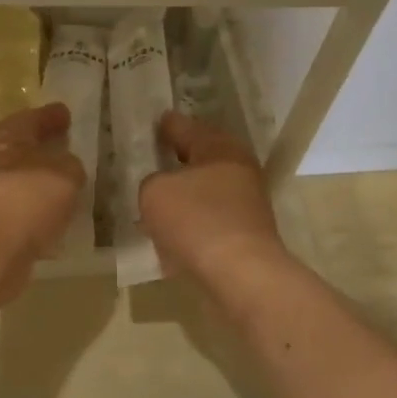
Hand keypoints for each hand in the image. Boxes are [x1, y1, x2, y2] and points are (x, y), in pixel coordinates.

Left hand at [0, 103, 84, 300]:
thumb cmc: (28, 198)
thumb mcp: (64, 174)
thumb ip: (69, 166)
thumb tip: (66, 166)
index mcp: (8, 138)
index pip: (30, 119)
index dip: (48, 116)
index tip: (64, 114)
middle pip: (17, 149)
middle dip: (38, 148)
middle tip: (61, 147)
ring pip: (16, 181)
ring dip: (35, 182)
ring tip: (61, 186)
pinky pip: (17, 211)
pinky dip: (32, 211)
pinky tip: (50, 218)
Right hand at [139, 111, 288, 286]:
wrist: (239, 276)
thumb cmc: (197, 220)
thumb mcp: (155, 191)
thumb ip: (152, 182)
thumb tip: (162, 190)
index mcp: (221, 149)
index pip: (188, 127)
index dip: (168, 125)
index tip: (155, 121)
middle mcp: (238, 172)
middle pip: (201, 160)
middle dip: (177, 160)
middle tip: (152, 158)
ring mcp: (245, 206)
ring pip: (204, 193)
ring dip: (182, 196)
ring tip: (153, 200)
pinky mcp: (242, 237)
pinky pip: (206, 223)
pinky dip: (189, 225)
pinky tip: (168, 235)